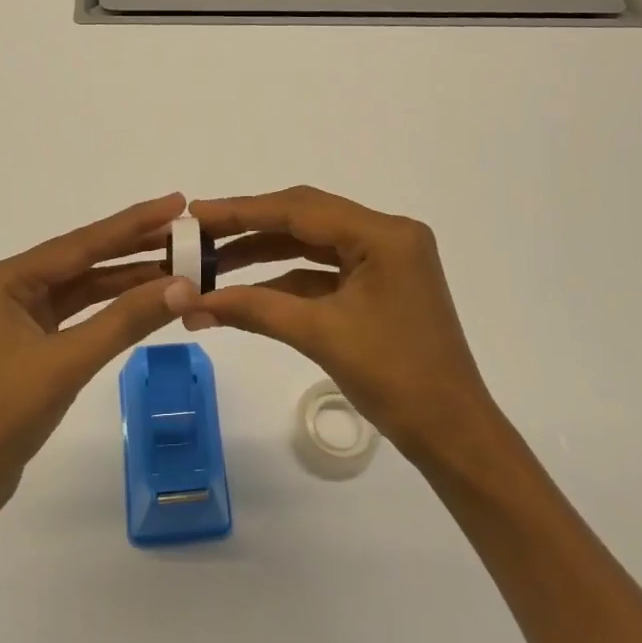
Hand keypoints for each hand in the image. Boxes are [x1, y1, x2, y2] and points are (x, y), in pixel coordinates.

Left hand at [0, 192, 188, 529]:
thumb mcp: (66, 363)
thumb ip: (125, 321)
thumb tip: (184, 285)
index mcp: (5, 279)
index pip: (81, 243)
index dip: (133, 223)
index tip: (177, 203)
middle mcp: (8, 289)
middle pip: (83, 261)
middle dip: (134, 249)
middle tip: (186, 233)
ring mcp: (16, 319)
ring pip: (82, 291)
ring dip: (126, 282)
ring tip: (177, 266)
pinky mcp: (26, 348)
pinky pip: (76, 317)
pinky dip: (110, 312)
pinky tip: (142, 304)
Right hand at [181, 186, 496, 463]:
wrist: (452, 433)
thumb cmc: (395, 379)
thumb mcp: (319, 335)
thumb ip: (253, 308)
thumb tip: (189, 302)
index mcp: (383, 235)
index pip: (300, 209)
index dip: (243, 211)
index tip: (196, 212)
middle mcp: (387, 235)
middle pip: (305, 219)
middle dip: (249, 227)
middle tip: (198, 233)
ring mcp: (386, 259)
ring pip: (313, 244)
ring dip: (265, 252)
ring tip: (213, 262)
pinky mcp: (380, 285)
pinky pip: (324, 270)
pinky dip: (287, 278)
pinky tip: (249, 289)